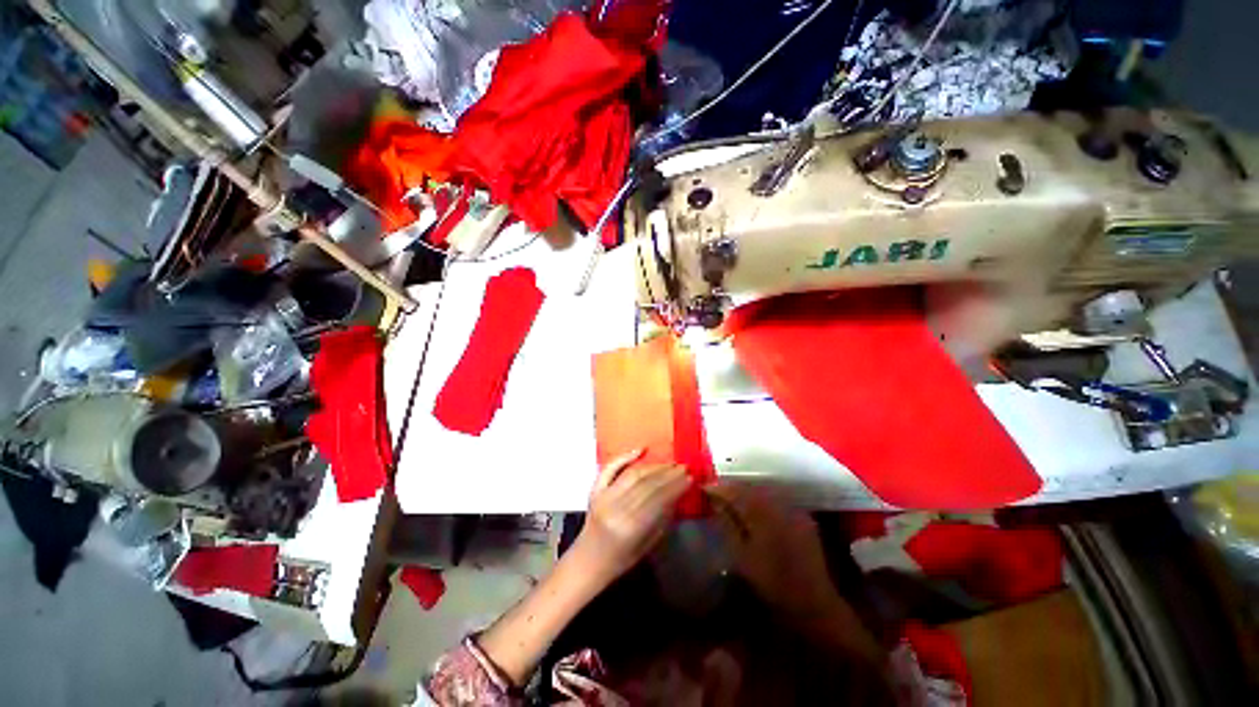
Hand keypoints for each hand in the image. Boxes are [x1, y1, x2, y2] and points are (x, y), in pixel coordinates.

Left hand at [574, 449, 688, 583]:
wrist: (587, 560)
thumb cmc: (620, 559)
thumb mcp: (647, 546)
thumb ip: (662, 519)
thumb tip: (677, 495)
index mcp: (629, 527)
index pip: (658, 499)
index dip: (675, 486)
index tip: (690, 478)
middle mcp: (615, 508)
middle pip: (646, 484)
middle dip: (668, 474)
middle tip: (684, 467)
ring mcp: (603, 496)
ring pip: (633, 474)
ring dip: (654, 466)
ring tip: (670, 464)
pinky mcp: (595, 489)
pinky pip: (610, 468)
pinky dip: (624, 457)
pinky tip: (640, 450)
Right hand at [708, 484, 836, 618]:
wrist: (813, 603)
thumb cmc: (771, 583)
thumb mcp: (741, 555)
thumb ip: (727, 523)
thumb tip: (714, 501)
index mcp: (762, 514)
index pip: (735, 490)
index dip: (718, 487)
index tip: (704, 487)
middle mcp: (779, 505)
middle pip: (750, 487)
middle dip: (731, 487)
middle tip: (716, 491)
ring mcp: (793, 509)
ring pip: (764, 491)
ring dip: (746, 492)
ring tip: (732, 498)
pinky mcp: (803, 516)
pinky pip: (777, 499)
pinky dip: (762, 499)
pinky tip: (755, 508)